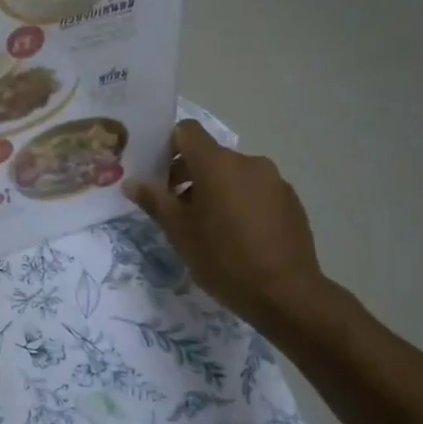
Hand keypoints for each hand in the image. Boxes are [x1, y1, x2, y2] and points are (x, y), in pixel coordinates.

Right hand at [124, 121, 335, 332]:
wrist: (285, 293)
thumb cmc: (222, 258)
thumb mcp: (179, 232)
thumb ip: (154, 201)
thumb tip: (132, 182)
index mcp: (216, 164)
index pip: (187, 131)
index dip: (169, 147)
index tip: (161, 177)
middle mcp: (247, 162)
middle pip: (210, 155)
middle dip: (190, 175)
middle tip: (179, 211)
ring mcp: (274, 180)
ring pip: (234, 174)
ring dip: (217, 190)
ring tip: (211, 228)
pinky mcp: (291, 200)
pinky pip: (257, 190)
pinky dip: (242, 203)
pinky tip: (240, 237)